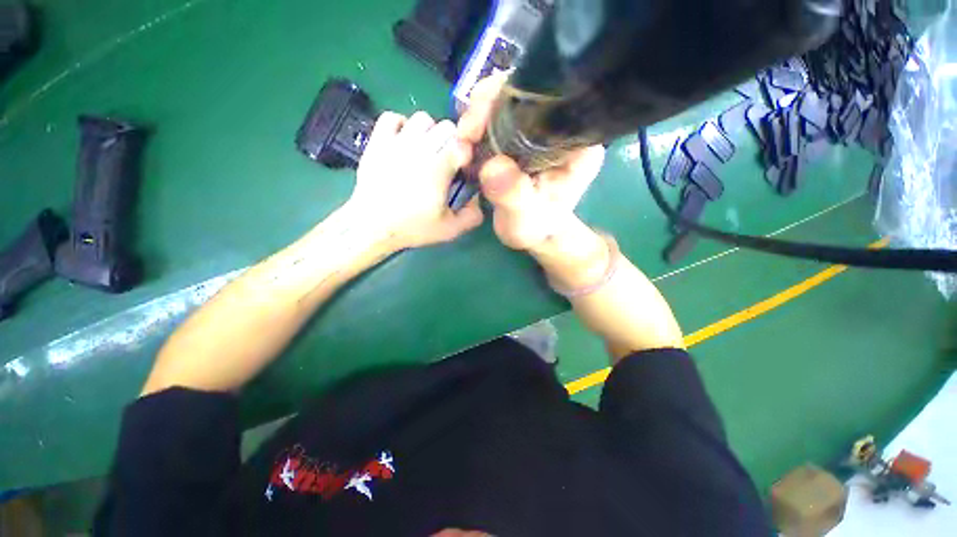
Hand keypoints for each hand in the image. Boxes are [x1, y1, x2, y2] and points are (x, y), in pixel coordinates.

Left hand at [348, 111, 483, 249]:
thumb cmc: (412, 227)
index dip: (467, 155)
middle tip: (446, 161)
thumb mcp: (449, 230)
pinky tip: (404, 142)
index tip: (463, 169)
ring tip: (426, 150)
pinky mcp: (378, 141)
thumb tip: (478, 199)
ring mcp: (397, 142)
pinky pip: (392, 117)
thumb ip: (472, 216)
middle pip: (446, 127)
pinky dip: (402, 125)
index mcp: (439, 168)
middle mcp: (420, 148)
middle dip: (452, 142)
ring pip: (422, 118)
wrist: (372, 225)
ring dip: (430, 132)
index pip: (463, 144)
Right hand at [456, 75, 604, 251]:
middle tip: (465, 134)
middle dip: (487, 106)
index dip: (509, 102)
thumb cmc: (535, 227)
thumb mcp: (524, 217)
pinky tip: (468, 143)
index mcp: (576, 144)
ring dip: (478, 115)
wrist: (533, 232)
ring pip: (507, 99)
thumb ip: (512, 195)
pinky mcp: (524, 134)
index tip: (478, 126)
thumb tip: (492, 167)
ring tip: (464, 141)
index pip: (547, 101)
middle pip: (524, 91)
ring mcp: (541, 128)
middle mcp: (562, 127)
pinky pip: (498, 116)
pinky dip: (478, 124)